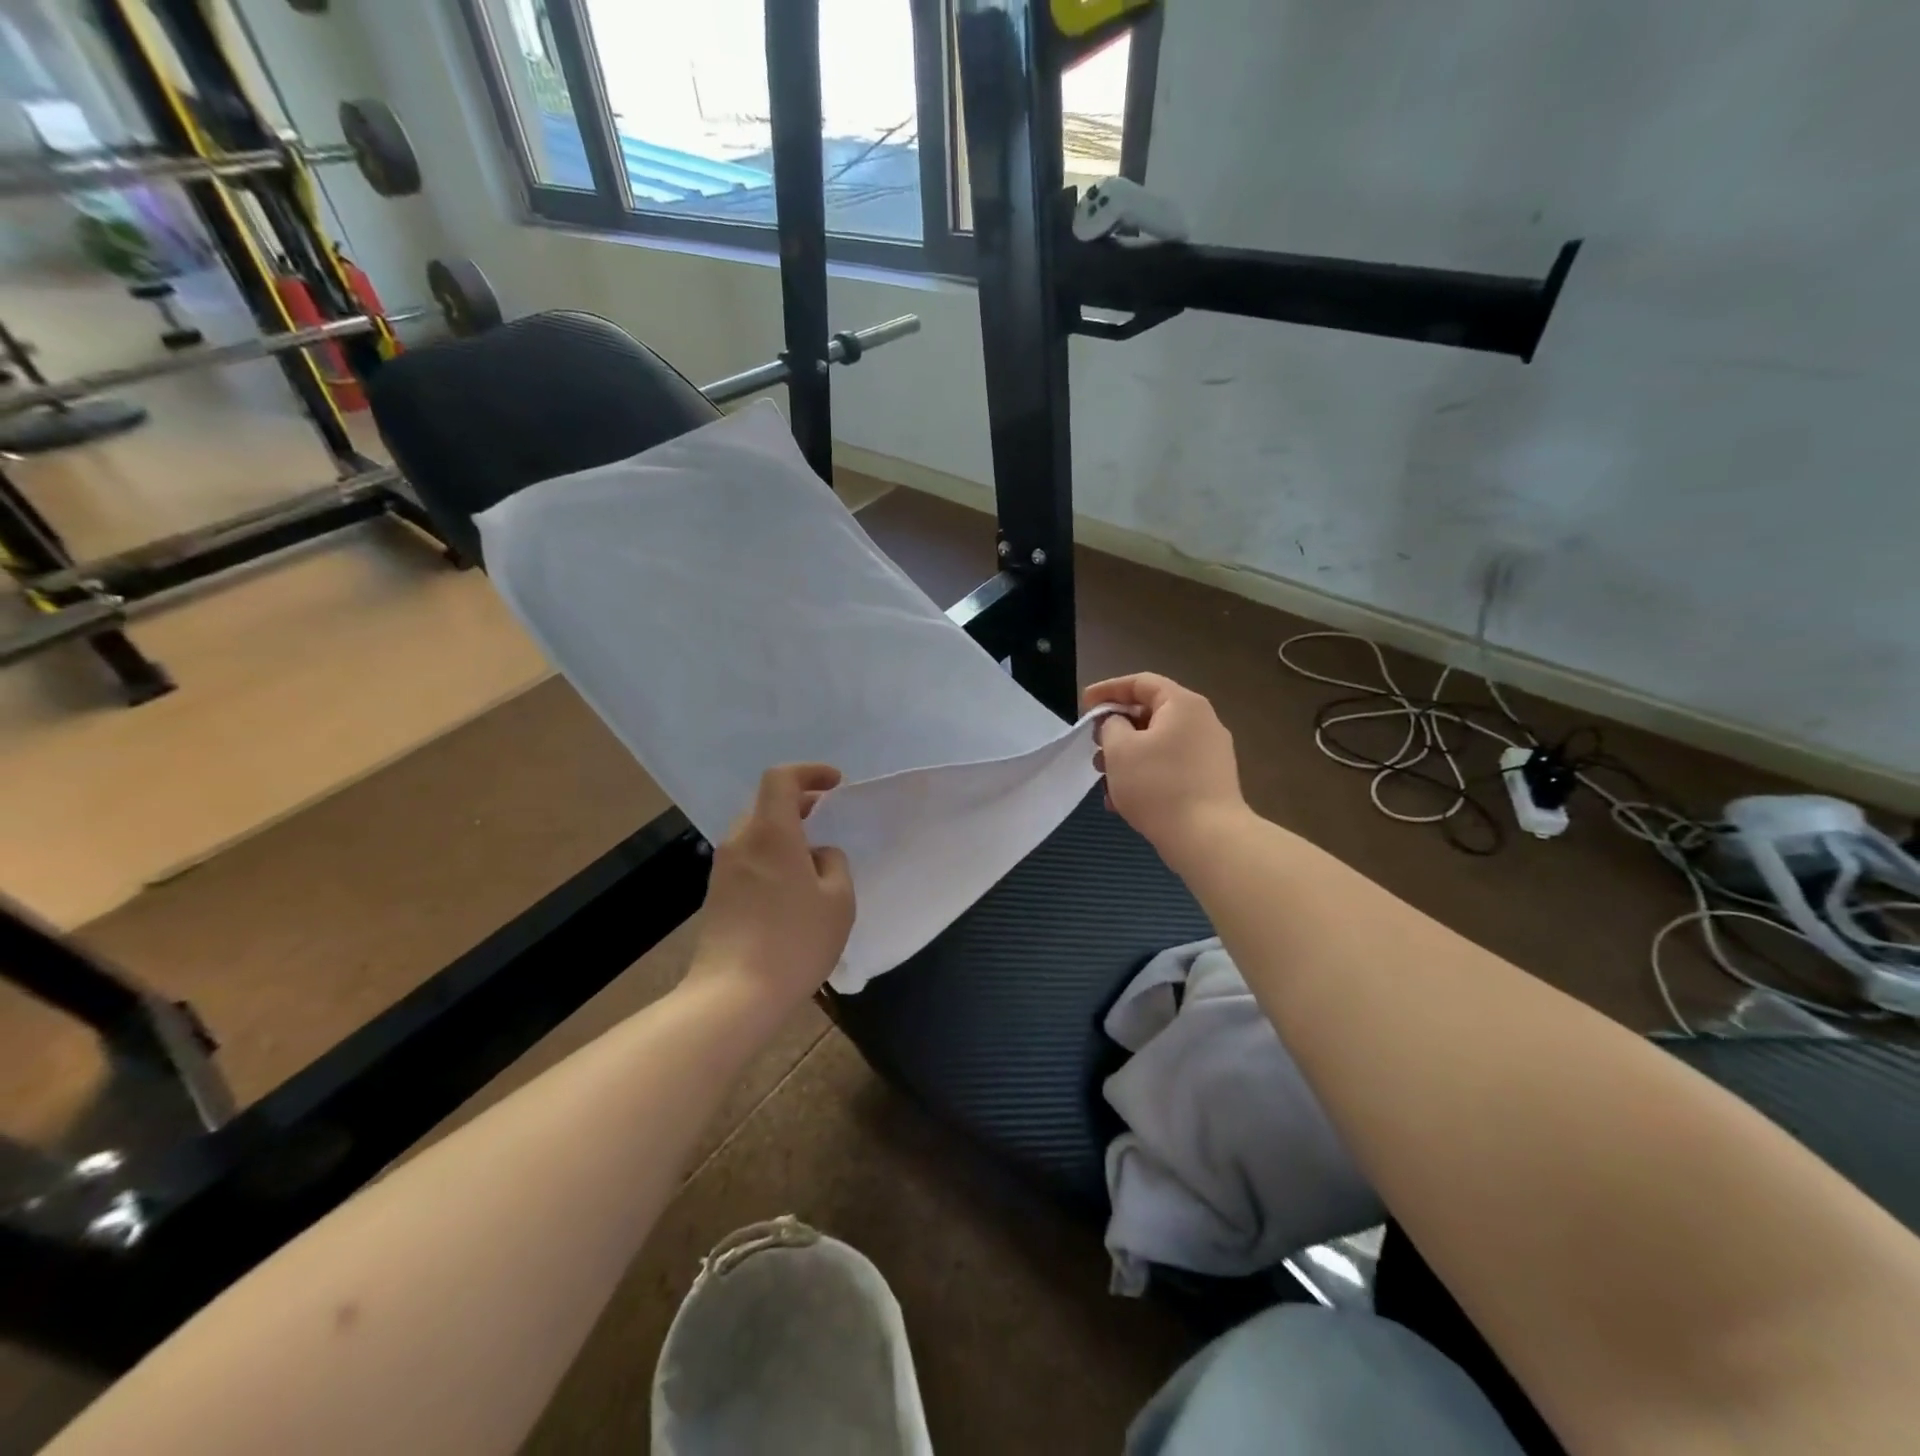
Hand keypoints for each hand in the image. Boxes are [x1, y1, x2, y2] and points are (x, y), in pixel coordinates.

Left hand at [687, 763, 854, 1015]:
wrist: (734, 995)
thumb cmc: (794, 941)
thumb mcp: (838, 901)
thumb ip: (834, 864)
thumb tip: (817, 855)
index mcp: (770, 832)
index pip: (780, 779)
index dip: (809, 772)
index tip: (836, 783)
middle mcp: (741, 841)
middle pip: (766, 804)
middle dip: (799, 803)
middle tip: (828, 816)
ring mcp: (723, 869)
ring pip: (755, 833)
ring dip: (784, 832)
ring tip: (813, 857)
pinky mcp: (717, 895)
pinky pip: (748, 859)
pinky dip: (771, 856)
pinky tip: (791, 887)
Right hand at [1085, 673, 1245, 869]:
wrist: (1208, 838)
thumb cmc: (1158, 785)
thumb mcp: (1120, 749)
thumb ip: (1110, 725)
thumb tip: (1117, 724)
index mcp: (1183, 705)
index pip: (1141, 682)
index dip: (1108, 690)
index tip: (1084, 705)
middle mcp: (1202, 722)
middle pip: (1151, 714)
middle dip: (1116, 730)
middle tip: (1093, 746)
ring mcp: (1210, 753)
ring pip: (1158, 745)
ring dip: (1127, 757)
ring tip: (1103, 780)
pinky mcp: (1210, 781)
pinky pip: (1170, 768)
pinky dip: (1145, 776)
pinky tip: (1122, 802)